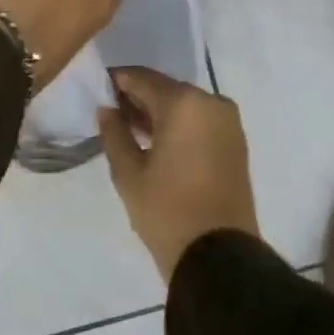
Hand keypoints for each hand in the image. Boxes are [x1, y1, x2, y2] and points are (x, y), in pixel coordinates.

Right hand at [99, 66, 259, 283]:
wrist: (219, 256)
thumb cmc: (167, 210)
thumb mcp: (128, 173)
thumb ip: (114, 133)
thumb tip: (107, 108)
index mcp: (184, 103)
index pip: (142, 78)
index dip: (118, 81)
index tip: (97, 89)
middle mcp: (211, 102)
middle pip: (166, 89)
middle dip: (139, 98)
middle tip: (111, 113)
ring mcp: (228, 121)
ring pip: (185, 105)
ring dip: (159, 112)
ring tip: (130, 130)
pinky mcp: (236, 142)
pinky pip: (201, 120)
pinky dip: (180, 124)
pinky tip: (157, 142)